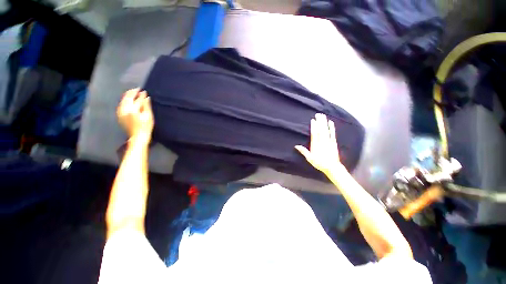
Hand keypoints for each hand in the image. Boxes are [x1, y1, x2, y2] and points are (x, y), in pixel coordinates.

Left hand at [117, 88, 153, 141]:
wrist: (138, 136)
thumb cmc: (146, 126)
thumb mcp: (148, 115)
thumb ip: (146, 105)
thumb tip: (146, 96)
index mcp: (131, 109)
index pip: (135, 98)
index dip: (139, 93)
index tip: (143, 90)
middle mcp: (123, 109)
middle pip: (126, 98)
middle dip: (132, 93)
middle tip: (138, 90)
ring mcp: (120, 113)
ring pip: (123, 101)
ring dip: (128, 97)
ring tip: (134, 94)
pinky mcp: (120, 116)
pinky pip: (121, 105)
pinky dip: (125, 102)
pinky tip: (129, 102)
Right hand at [295, 113, 342, 175]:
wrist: (332, 167)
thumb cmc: (319, 163)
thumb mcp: (310, 158)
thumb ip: (304, 151)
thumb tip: (296, 146)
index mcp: (316, 145)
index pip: (314, 134)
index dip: (314, 127)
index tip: (313, 120)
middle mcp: (322, 142)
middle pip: (321, 130)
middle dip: (319, 122)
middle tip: (318, 114)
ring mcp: (329, 141)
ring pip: (326, 130)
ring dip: (324, 122)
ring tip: (323, 115)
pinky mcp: (333, 142)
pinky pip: (332, 133)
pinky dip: (331, 127)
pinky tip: (331, 122)